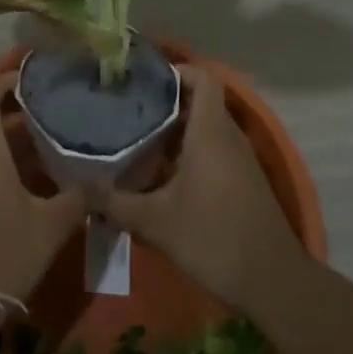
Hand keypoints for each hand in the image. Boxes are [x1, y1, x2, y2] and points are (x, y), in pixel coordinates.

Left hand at [0, 73, 86, 304]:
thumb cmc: (3, 250)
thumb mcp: (51, 225)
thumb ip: (80, 198)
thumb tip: (105, 182)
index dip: (6, 81)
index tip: (34, 78)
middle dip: (12, 107)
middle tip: (47, 108)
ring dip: (5, 134)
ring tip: (44, 137)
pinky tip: (25, 174)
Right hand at [97, 66, 305, 312]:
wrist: (274, 283)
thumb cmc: (213, 239)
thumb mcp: (155, 222)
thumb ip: (114, 202)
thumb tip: (78, 188)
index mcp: (210, 132)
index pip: (203, 77)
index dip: (177, 70)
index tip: (145, 81)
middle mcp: (228, 137)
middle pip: (200, 102)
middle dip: (165, 103)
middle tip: (129, 111)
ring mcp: (240, 160)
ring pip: (207, 128)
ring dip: (176, 131)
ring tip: (138, 140)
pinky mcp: (244, 182)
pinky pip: (215, 151)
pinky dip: (190, 153)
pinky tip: (163, 177)